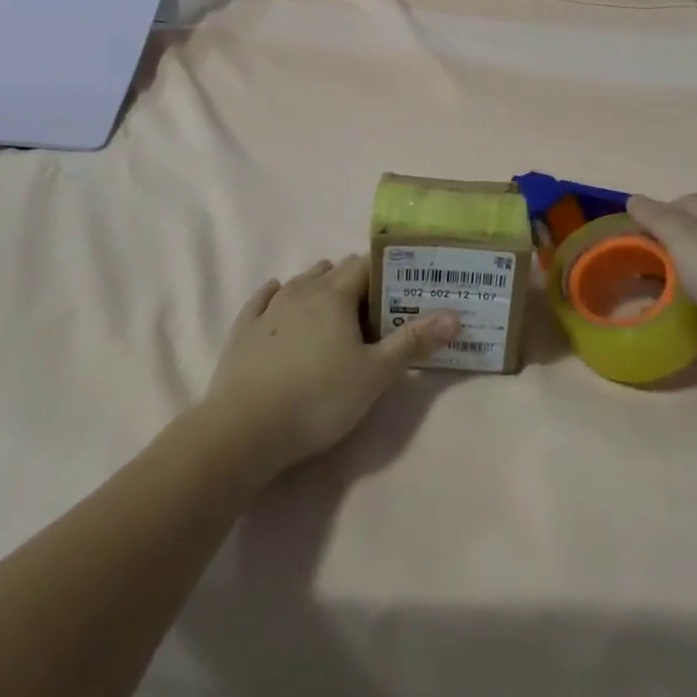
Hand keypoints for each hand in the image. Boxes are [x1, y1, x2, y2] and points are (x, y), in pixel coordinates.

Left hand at [202, 256, 458, 476]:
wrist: (244, 430)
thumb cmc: (318, 399)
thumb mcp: (375, 375)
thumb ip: (414, 342)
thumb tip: (454, 315)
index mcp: (335, 295)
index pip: (365, 265)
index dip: (385, 274)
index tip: (401, 291)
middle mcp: (301, 291)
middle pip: (333, 270)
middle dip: (355, 282)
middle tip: (373, 309)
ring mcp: (268, 309)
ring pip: (299, 282)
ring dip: (319, 286)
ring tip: (334, 309)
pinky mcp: (243, 330)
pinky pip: (262, 300)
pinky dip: (276, 296)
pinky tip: (277, 296)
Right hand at [627, 194, 696, 389]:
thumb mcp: (683, 239)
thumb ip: (657, 218)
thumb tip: (634, 199)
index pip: (682, 202)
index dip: (655, 211)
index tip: (630, 232)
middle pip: (691, 233)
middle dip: (663, 243)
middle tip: (635, 261)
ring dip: (676, 272)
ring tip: (651, 288)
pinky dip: (692, 298)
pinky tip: (679, 311)